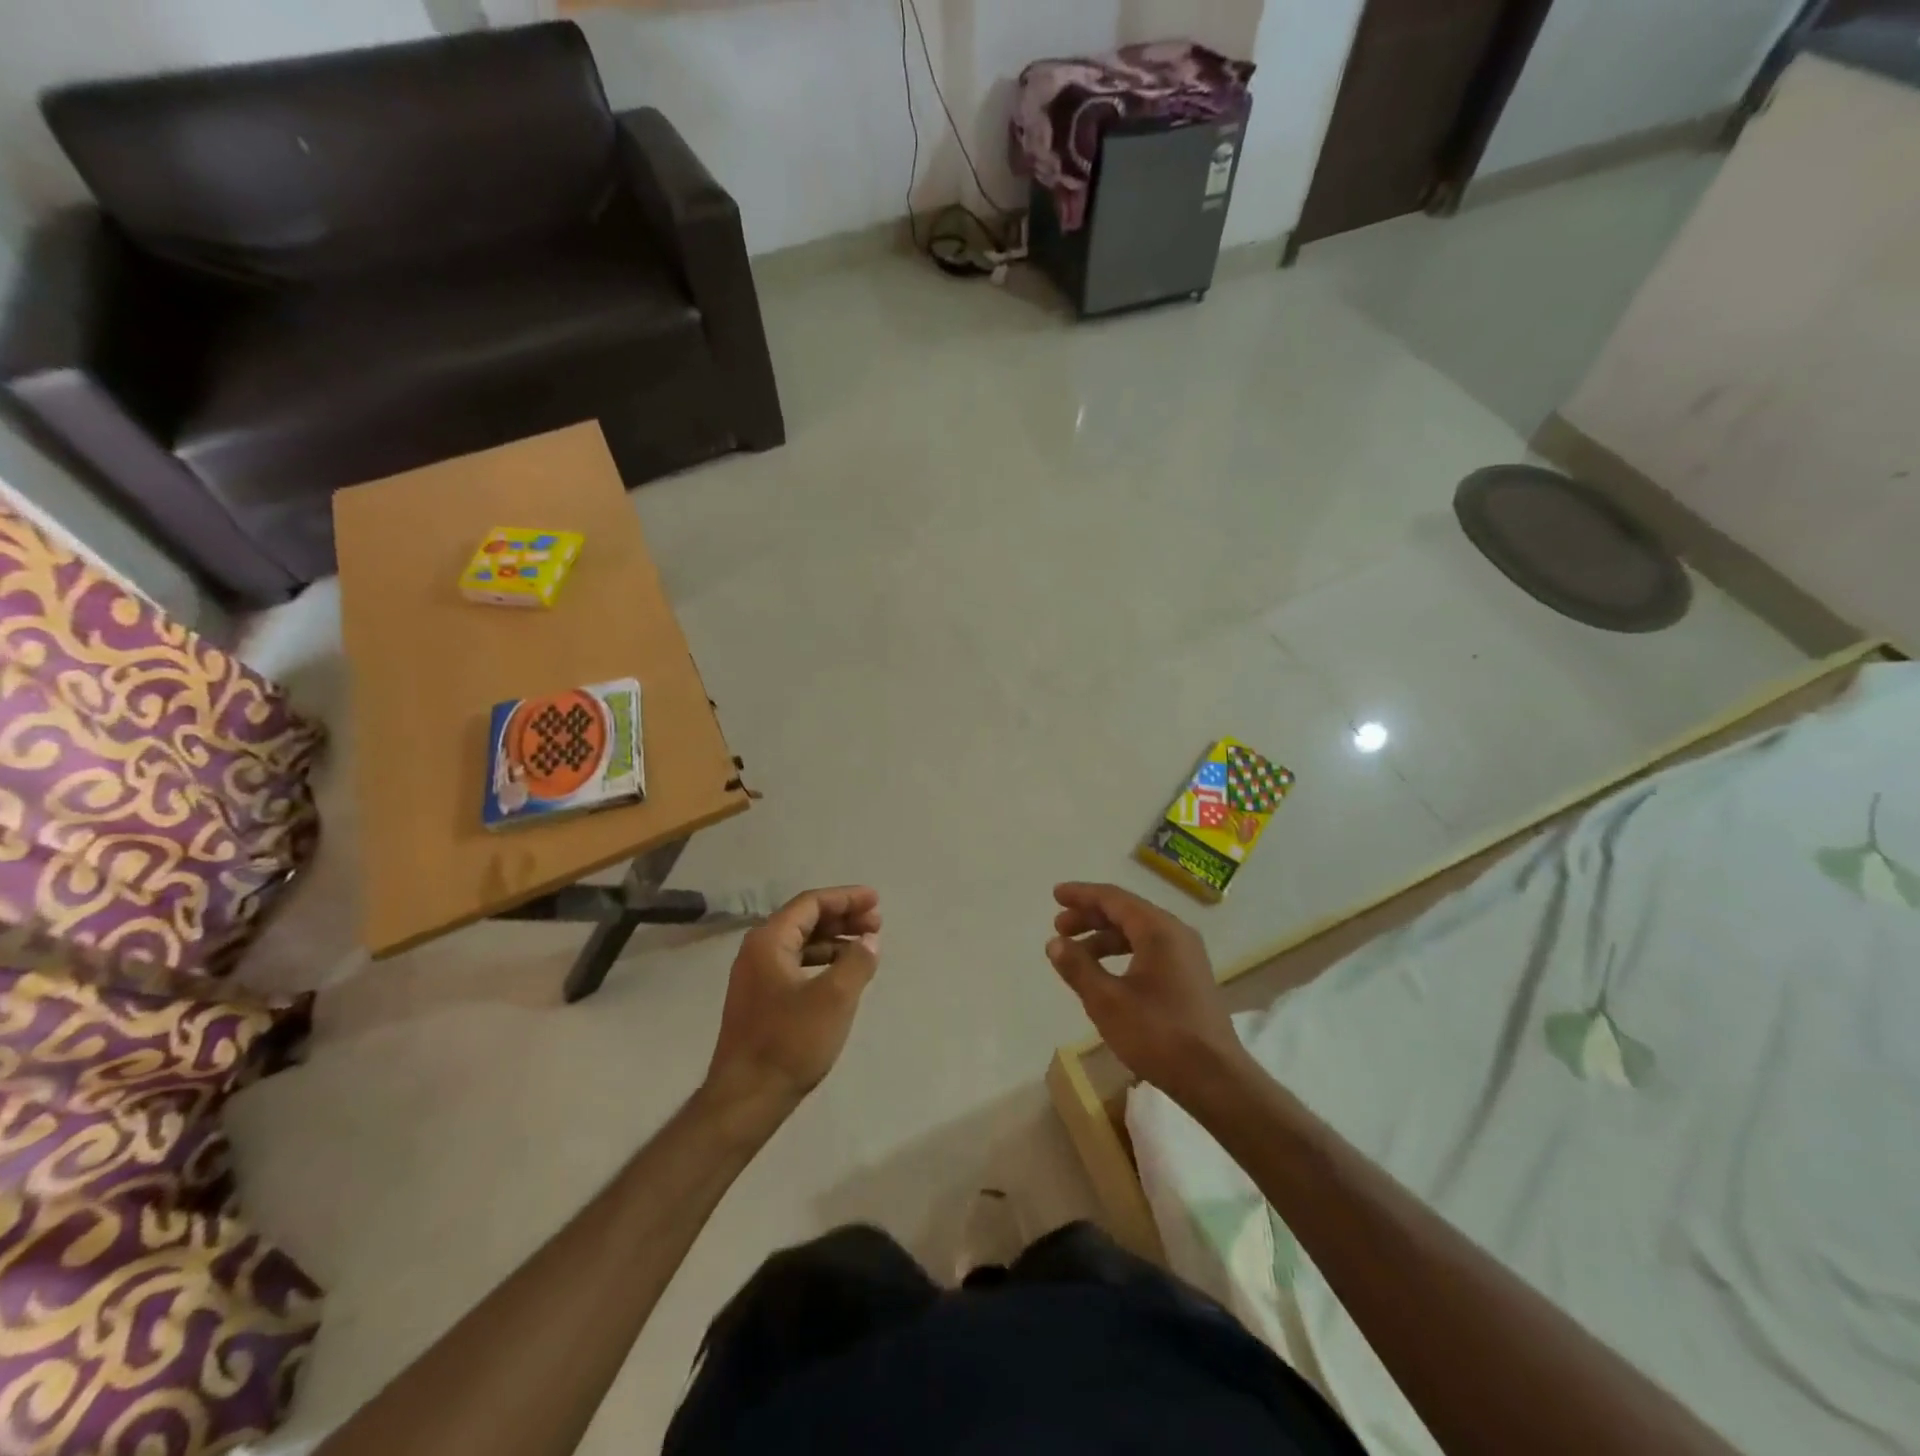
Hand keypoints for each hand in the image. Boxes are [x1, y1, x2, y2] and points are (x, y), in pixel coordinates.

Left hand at [706, 886, 881, 1110]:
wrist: (746, 1098)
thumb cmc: (790, 1041)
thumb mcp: (835, 998)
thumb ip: (857, 961)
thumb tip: (869, 940)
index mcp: (769, 941)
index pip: (810, 903)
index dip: (846, 898)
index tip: (876, 901)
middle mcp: (757, 951)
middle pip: (805, 920)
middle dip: (842, 917)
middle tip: (876, 924)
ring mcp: (756, 977)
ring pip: (801, 943)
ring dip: (834, 940)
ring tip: (865, 946)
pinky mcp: (760, 1000)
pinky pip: (796, 964)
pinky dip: (822, 961)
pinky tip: (843, 974)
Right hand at [1048, 882, 1251, 1105]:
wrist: (1216, 1079)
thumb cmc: (1158, 1035)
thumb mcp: (1107, 1002)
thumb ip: (1078, 967)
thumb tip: (1055, 942)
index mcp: (1158, 930)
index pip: (1113, 898)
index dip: (1081, 894)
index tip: (1056, 895)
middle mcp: (1176, 933)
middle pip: (1126, 912)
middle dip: (1090, 916)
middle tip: (1059, 927)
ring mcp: (1187, 955)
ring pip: (1138, 932)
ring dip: (1104, 937)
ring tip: (1076, 954)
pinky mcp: (1190, 977)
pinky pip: (1149, 950)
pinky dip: (1122, 952)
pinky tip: (1105, 973)